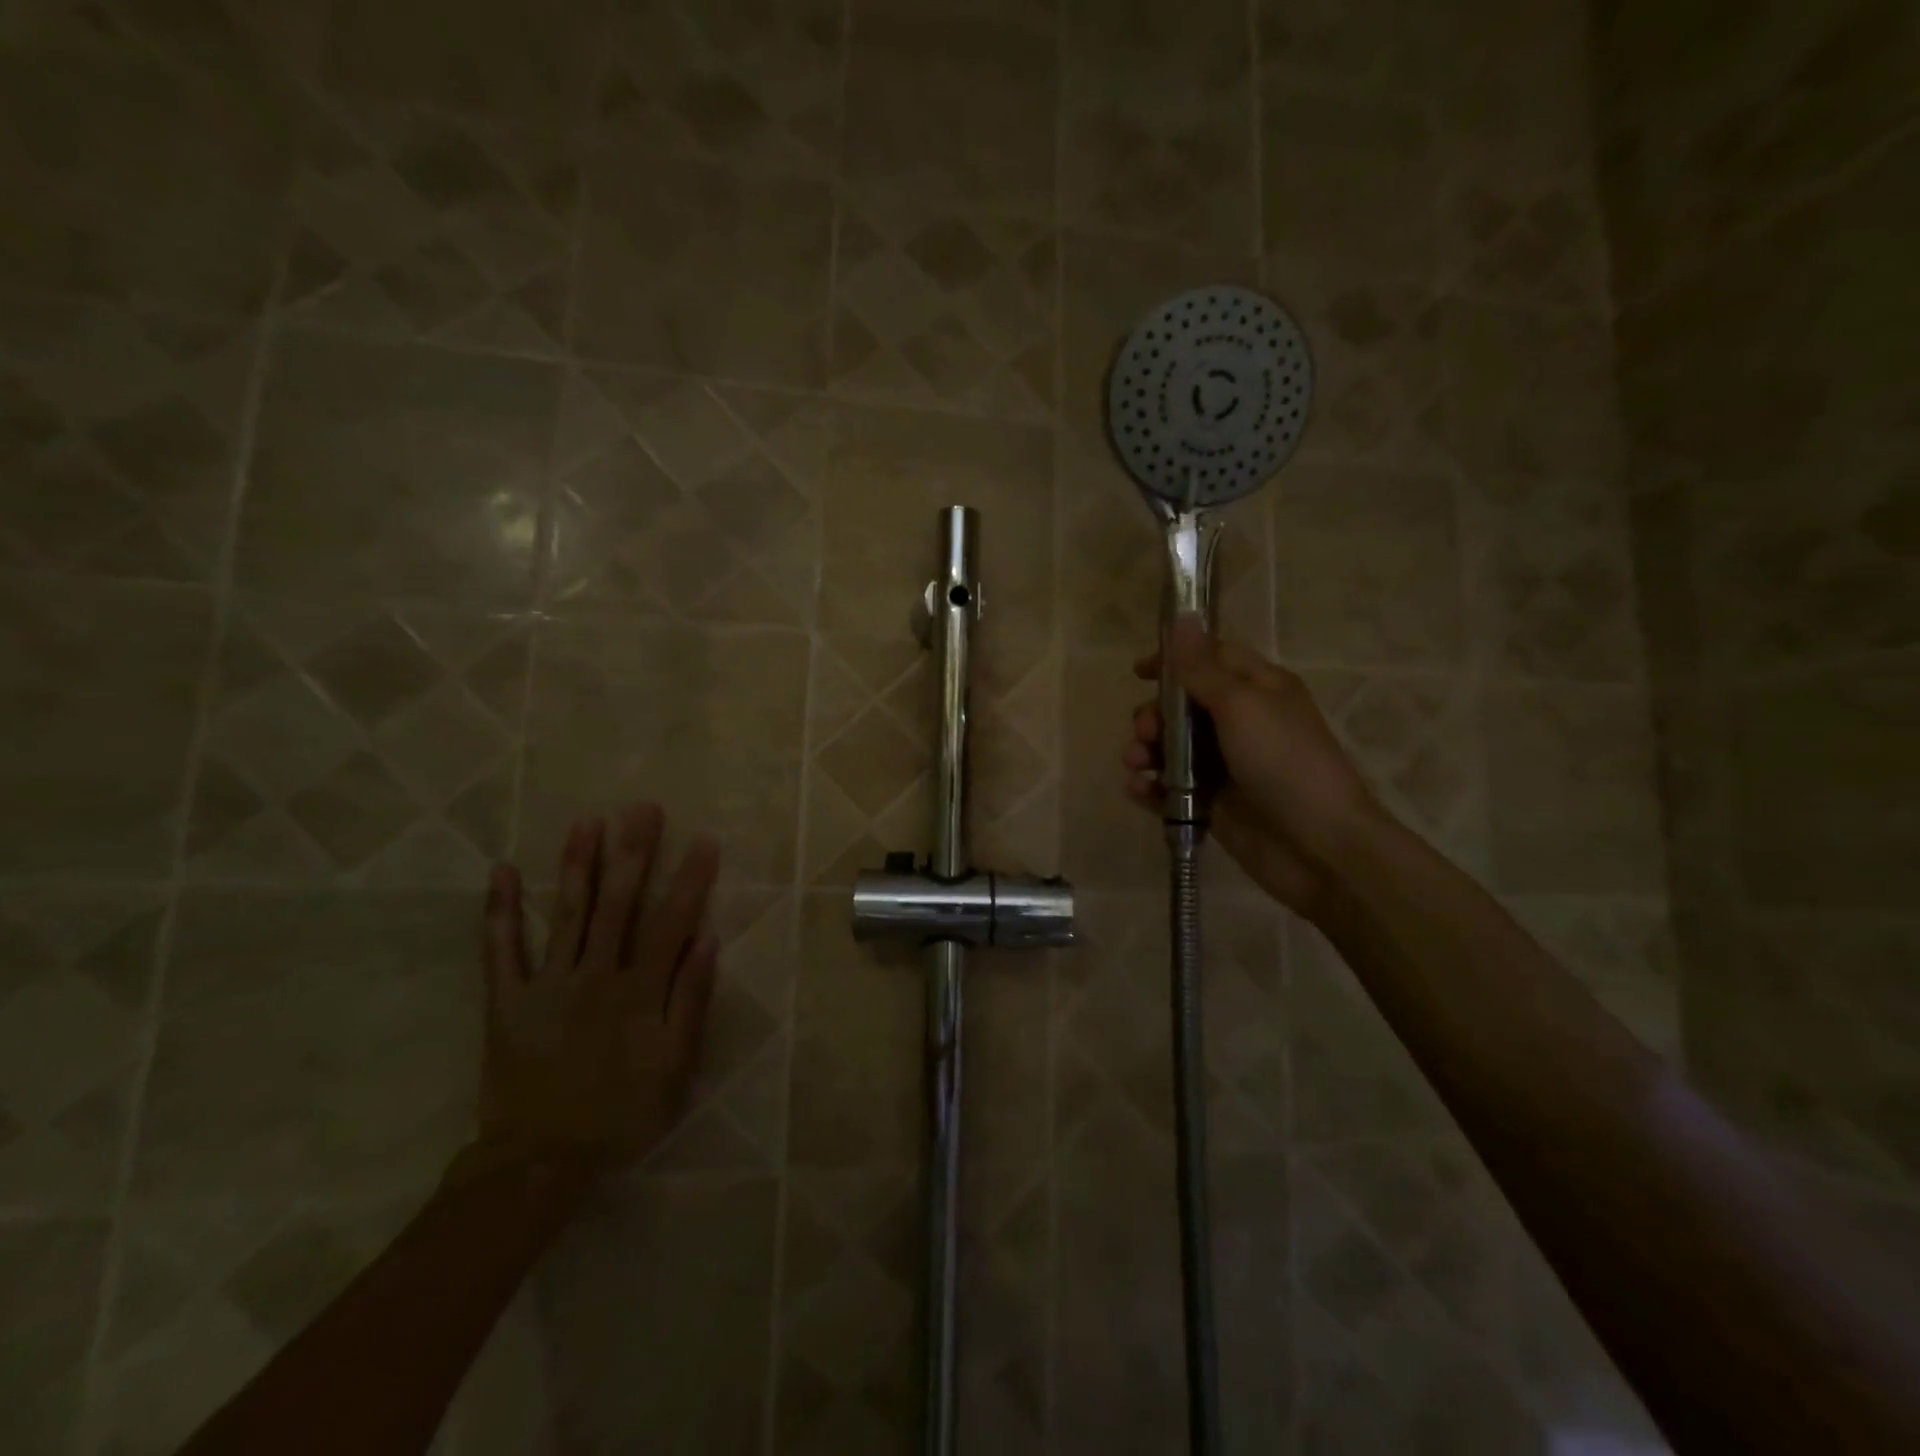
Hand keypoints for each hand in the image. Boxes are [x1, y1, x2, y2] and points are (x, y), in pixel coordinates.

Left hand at [456, 804, 720, 1182]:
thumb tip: (708, 939)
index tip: (703, 839)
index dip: (690, 878)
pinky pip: (500, 950)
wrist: (540, 1160)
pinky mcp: (507, 1000)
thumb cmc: (620, 1112)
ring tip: (587, 821)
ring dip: (577, 865)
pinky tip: (503, 872)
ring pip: (567, 913)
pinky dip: (500, 910)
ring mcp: (547, 983)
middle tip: (642, 808)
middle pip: (618, 903)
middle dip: (633, 852)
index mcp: (639, 990)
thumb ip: (691, 999)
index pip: (671, 921)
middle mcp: (595, 974)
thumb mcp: (674, 1064)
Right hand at [1123, 618, 1386, 916]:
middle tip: (1144, 731)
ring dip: (1145, 750)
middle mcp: (1241, 723)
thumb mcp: (1242, 706)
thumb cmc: (1284, 763)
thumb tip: (1183, 617)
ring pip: (1171, 748)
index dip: (1174, 660)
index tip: (1139, 671)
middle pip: (1182, 706)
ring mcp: (1225, 766)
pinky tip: (1139, 790)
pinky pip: (1170, 788)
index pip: (1210, 659)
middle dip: (1154, 715)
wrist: (1318, 847)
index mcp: (1258, 689)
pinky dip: (1151, 787)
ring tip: (1137, 764)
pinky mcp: (1211, 803)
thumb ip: (1203, 668)